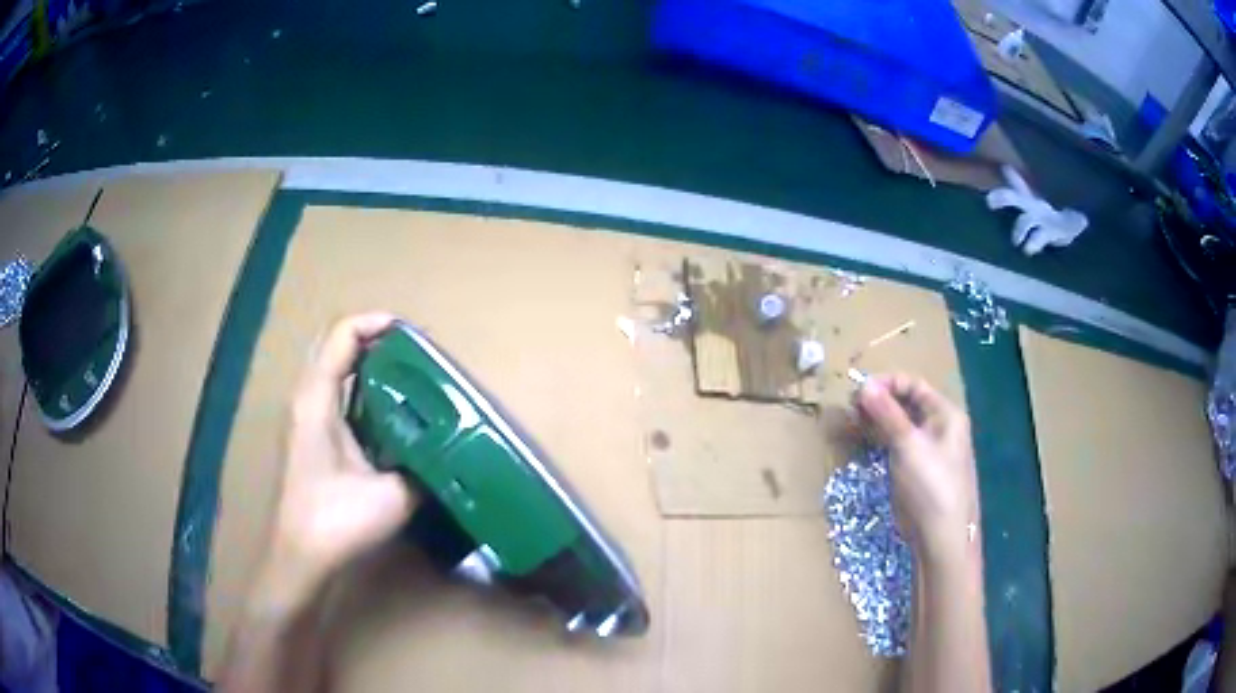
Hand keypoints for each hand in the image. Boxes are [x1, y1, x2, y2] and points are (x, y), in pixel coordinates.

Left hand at [258, 313, 417, 608]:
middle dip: (373, 338)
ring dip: (366, 361)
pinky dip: (360, 385)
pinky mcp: (309, 435)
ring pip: (333, 367)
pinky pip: (334, 391)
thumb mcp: (392, 497)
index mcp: (317, 401)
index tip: (415, 335)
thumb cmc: (336, 524)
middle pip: (334, 344)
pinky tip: (389, 410)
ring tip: (407, 374)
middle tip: (414, 353)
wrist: (299, 558)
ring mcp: (304, 417)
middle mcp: (306, 399)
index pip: (341, 335)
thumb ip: (423, 468)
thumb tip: (448, 451)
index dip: (376, 323)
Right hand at [856, 374, 977, 560]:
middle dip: (880, 401)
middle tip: (851, 407)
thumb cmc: (930, 484)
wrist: (940, 535)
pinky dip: (880, 438)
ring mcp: (926, 449)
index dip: (887, 383)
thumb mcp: (908, 445)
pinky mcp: (914, 468)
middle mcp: (938, 426)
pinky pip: (896, 444)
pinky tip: (863, 439)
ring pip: (899, 424)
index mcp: (945, 414)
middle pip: (907, 403)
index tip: (858, 391)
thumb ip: (887, 414)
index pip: (914, 385)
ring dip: (877, 419)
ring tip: (852, 421)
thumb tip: (864, 385)